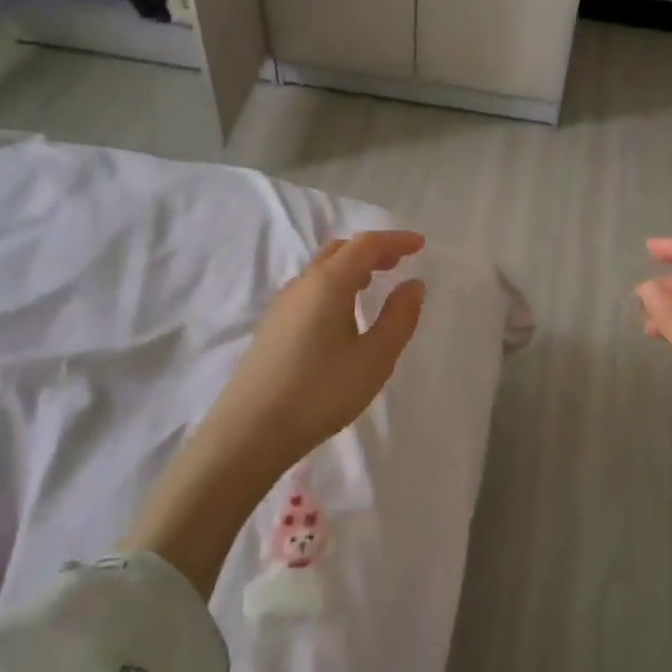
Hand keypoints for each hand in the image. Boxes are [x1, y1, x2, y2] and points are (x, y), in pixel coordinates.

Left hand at [199, 230, 427, 471]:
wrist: (250, 431)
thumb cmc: (321, 391)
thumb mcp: (374, 358)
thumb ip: (399, 317)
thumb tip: (412, 285)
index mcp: (328, 282)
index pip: (366, 245)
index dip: (395, 240)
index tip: (420, 244)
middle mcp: (302, 284)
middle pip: (339, 251)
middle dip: (371, 250)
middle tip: (399, 261)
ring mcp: (282, 305)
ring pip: (321, 271)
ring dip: (350, 268)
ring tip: (373, 283)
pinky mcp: (272, 327)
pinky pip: (309, 290)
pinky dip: (334, 286)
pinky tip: (341, 314)